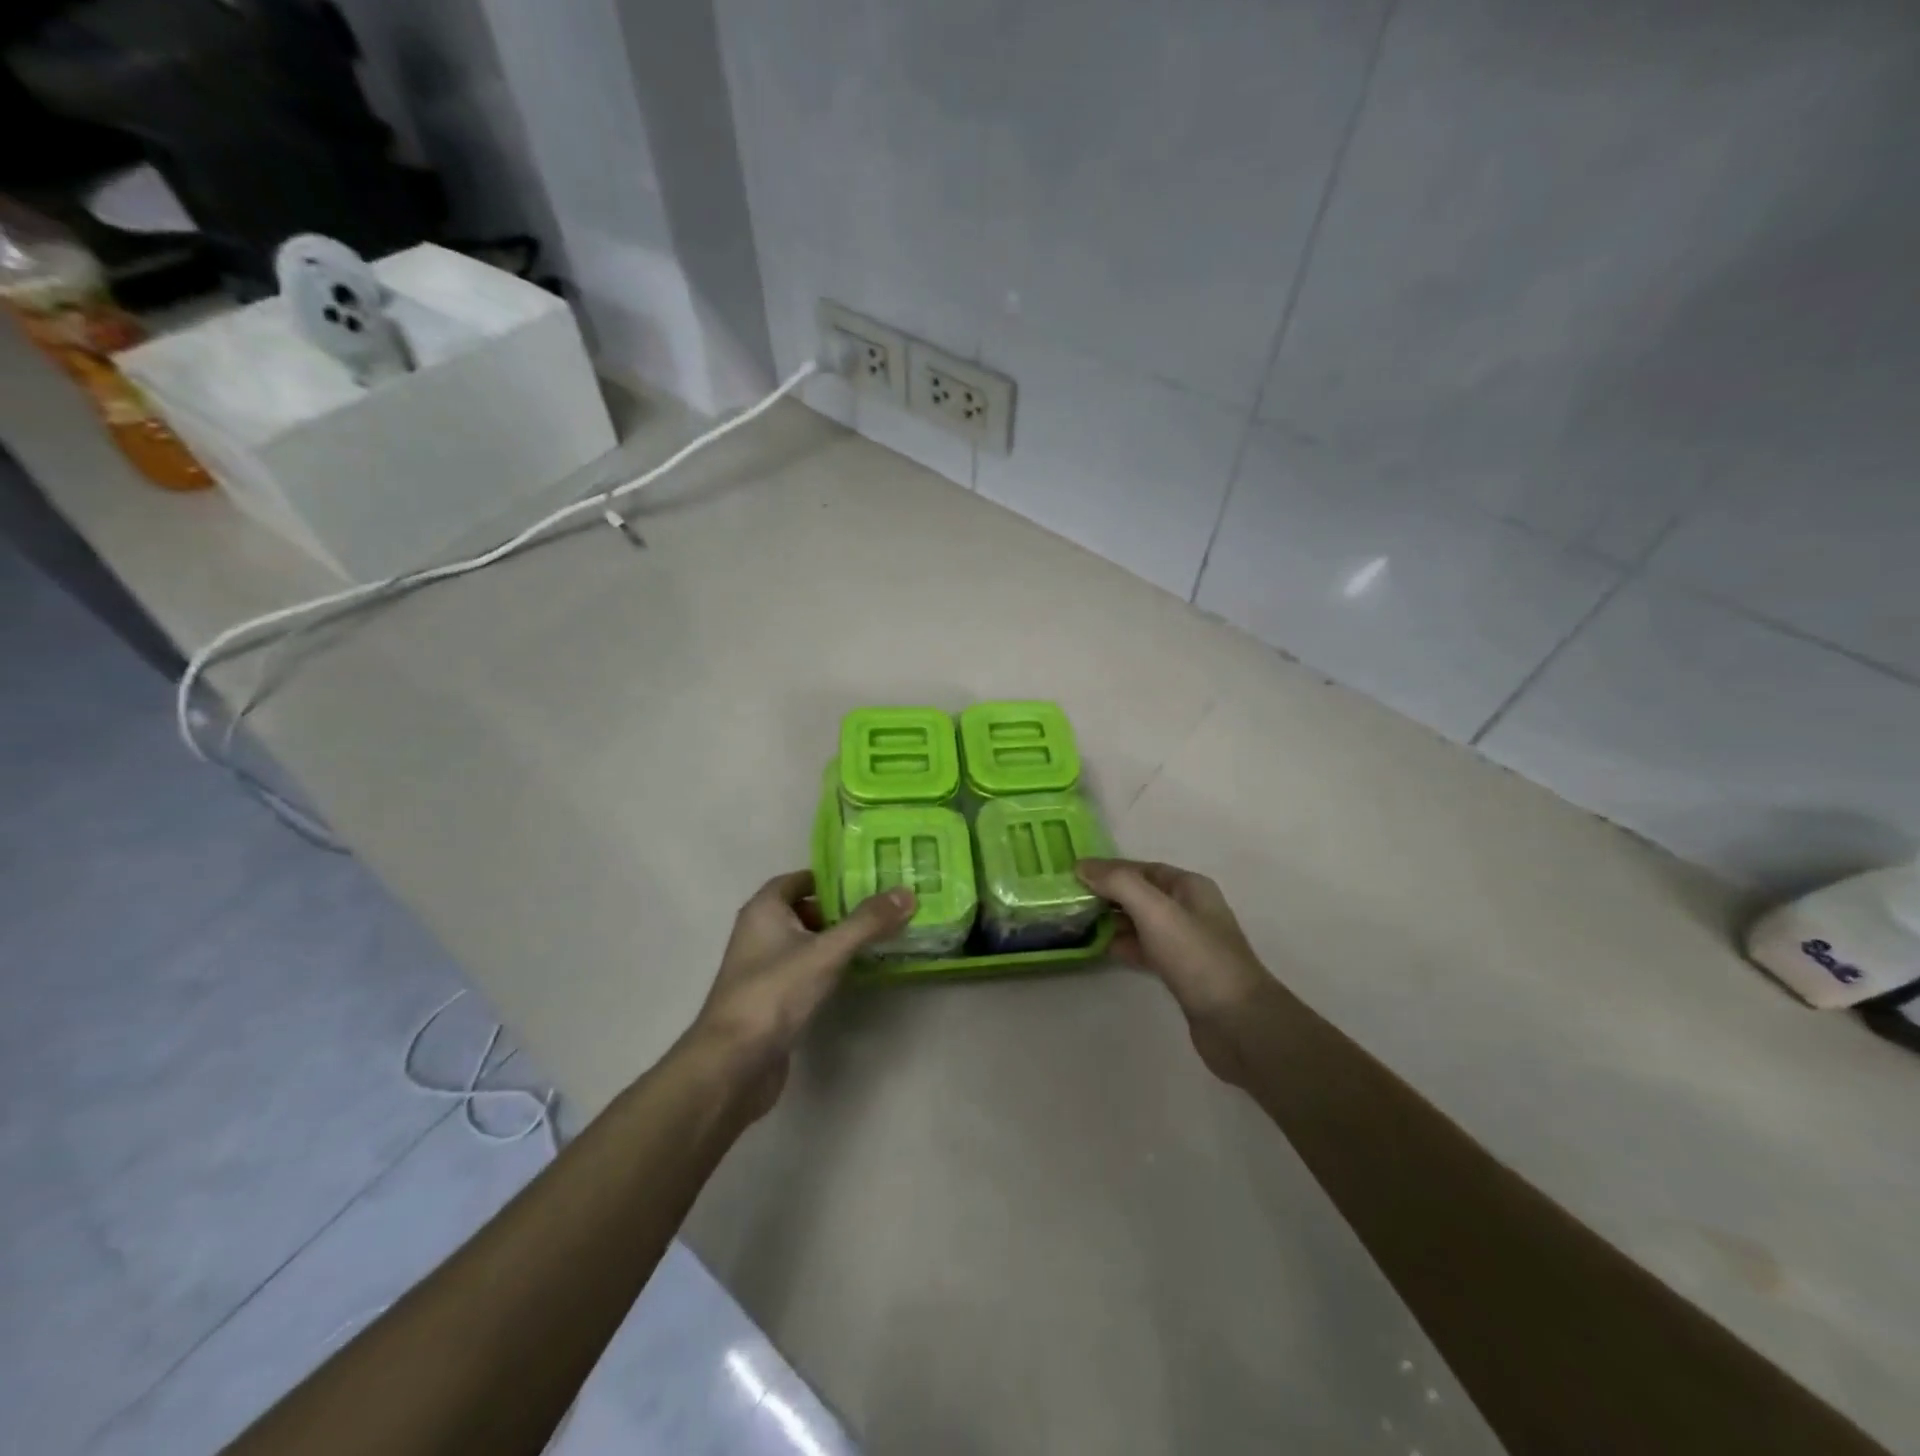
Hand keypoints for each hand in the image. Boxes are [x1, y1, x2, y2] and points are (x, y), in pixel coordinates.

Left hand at [689, 870, 913, 1118]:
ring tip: (882, 935)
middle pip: (807, 909)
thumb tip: (908, 893)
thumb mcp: (826, 952)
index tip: (871, 880)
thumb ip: (867, 922)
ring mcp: (765, 968)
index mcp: (764, 909)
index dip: (833, 878)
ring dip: (839, 939)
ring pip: (808, 942)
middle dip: (843, 908)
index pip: (801, 879)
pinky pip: (807, 970)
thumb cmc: (774, 993)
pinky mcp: (774, 999)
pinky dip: (830, 966)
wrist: (733, 1065)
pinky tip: (859, 971)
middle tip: (886, 907)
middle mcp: (760, 932)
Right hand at [1076, 858, 1273, 1086]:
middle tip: (1070, 902)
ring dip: (1112, 921)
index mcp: (1189, 887)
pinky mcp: (1181, 973)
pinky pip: (1145, 949)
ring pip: (1141, 923)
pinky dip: (1124, 946)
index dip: (1108, 869)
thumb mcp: (1155, 911)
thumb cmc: (1197, 957)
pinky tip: (1101, 950)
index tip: (1073, 875)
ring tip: (1077, 924)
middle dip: (1107, 895)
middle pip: (1140, 894)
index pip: (1141, 868)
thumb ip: (1118, 883)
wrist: (1238, 1023)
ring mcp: (1186, 943)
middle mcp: (1189, 909)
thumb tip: (1082, 866)